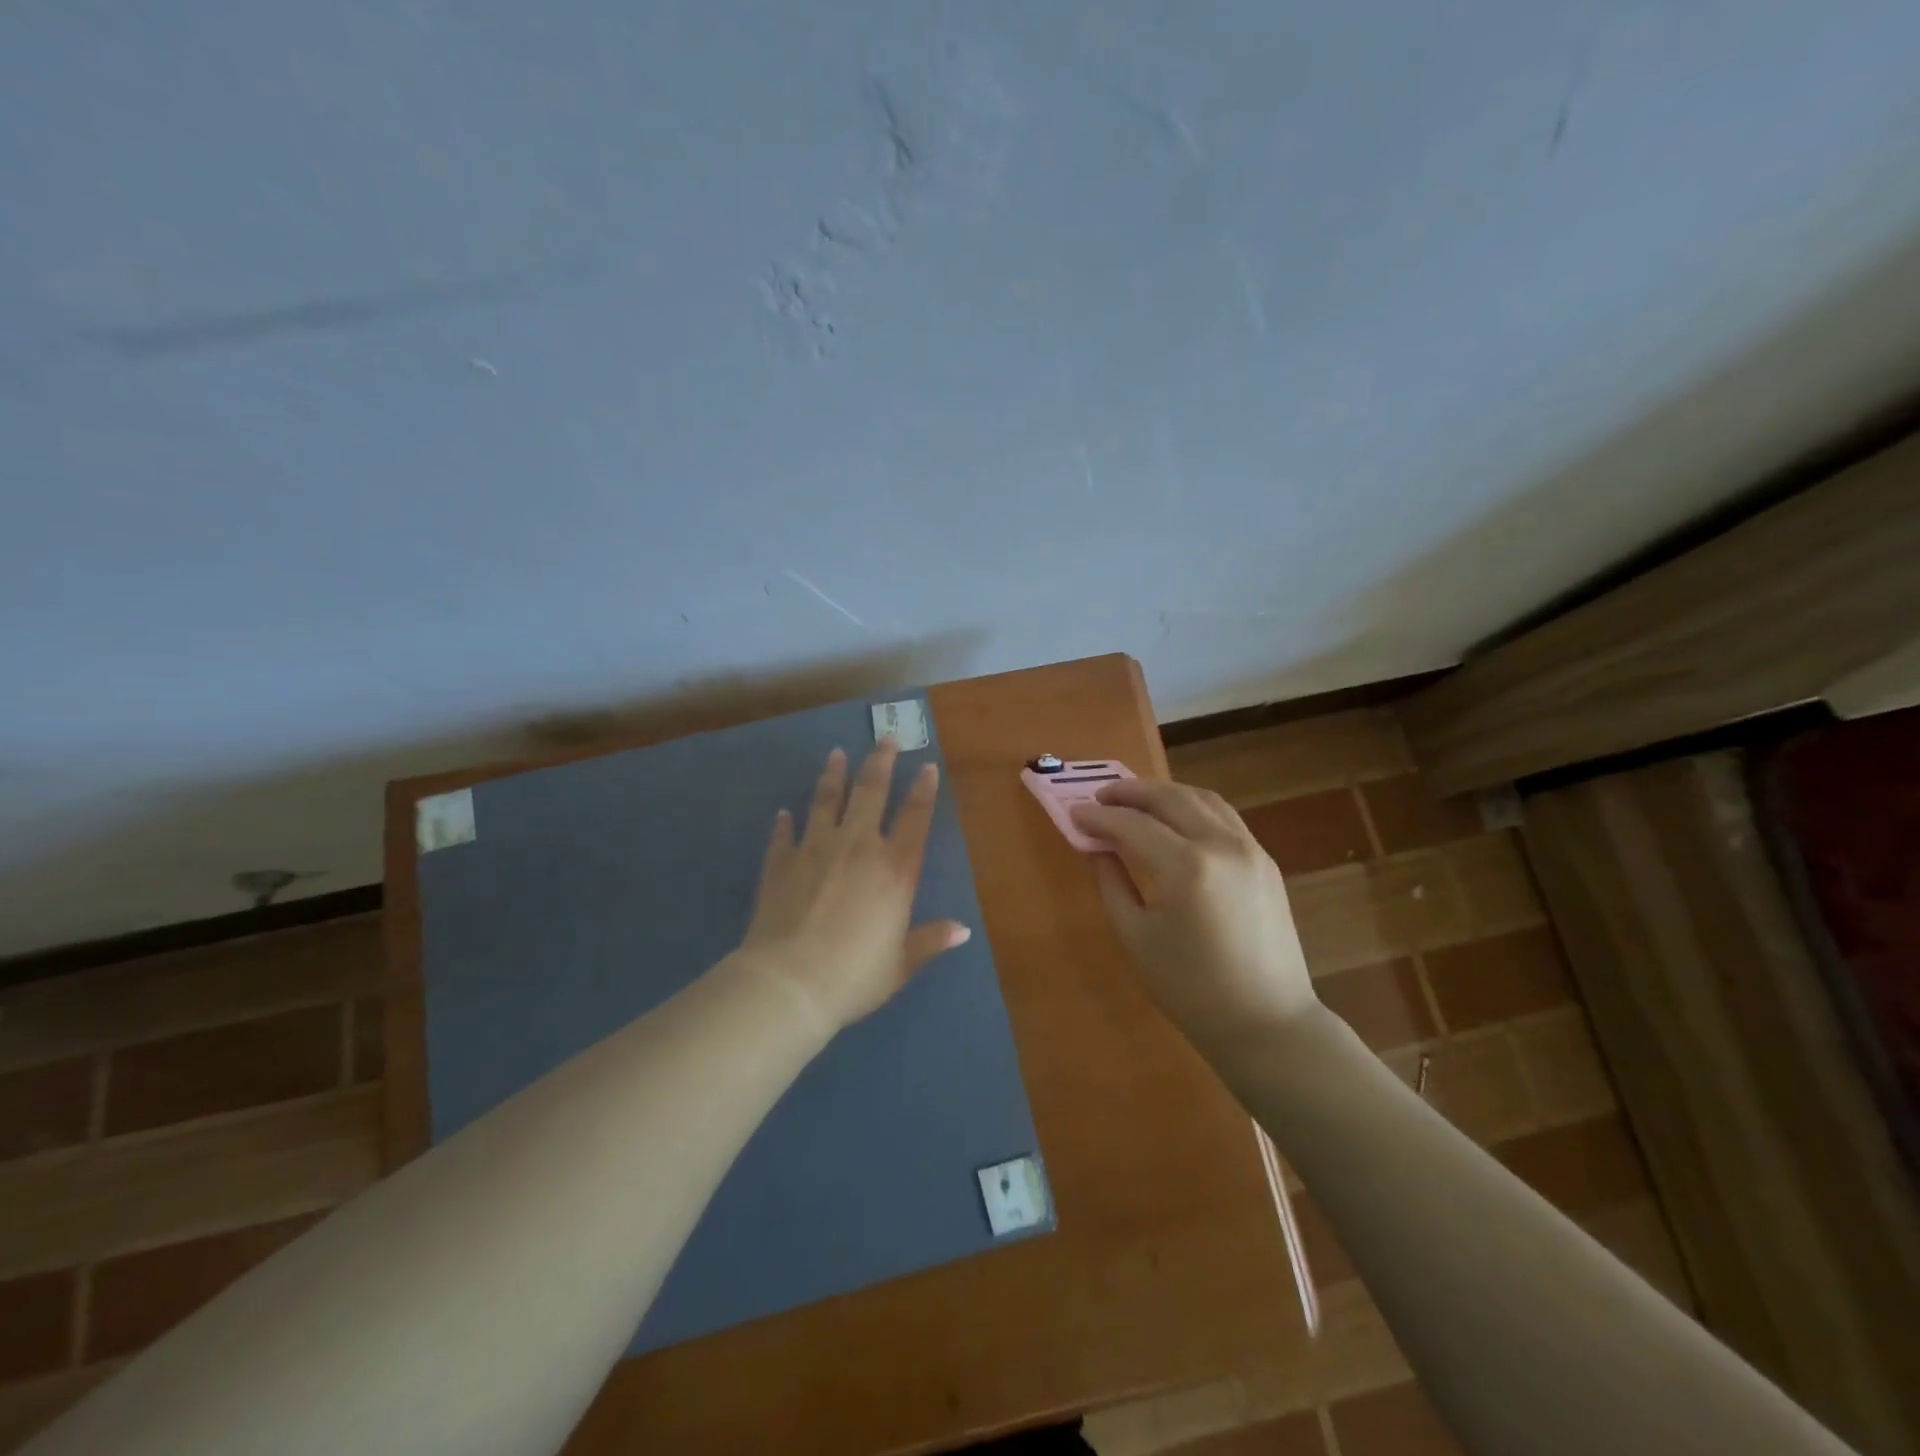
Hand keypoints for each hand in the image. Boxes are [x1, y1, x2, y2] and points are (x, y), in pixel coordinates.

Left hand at [738, 741, 970, 1031]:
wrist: (789, 983)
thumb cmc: (855, 975)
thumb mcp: (901, 964)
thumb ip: (930, 940)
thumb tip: (962, 930)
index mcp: (894, 869)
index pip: (914, 818)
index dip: (924, 791)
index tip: (928, 766)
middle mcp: (857, 847)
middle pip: (871, 793)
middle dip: (881, 762)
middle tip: (886, 738)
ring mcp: (815, 850)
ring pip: (826, 801)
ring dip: (833, 776)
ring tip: (836, 754)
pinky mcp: (781, 863)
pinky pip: (784, 835)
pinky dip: (784, 823)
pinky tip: (783, 812)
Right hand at [1071, 779, 1316, 1057]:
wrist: (1265, 1022)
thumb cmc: (1190, 988)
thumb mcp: (1136, 937)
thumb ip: (1111, 882)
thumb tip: (1097, 847)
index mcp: (1186, 867)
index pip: (1132, 825)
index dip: (1098, 817)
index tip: (1074, 813)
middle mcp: (1221, 845)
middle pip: (1169, 798)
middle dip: (1130, 792)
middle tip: (1100, 796)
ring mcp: (1250, 848)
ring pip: (1201, 798)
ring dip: (1163, 792)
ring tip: (1134, 800)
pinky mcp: (1264, 860)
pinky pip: (1223, 816)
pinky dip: (1193, 806)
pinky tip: (1174, 818)